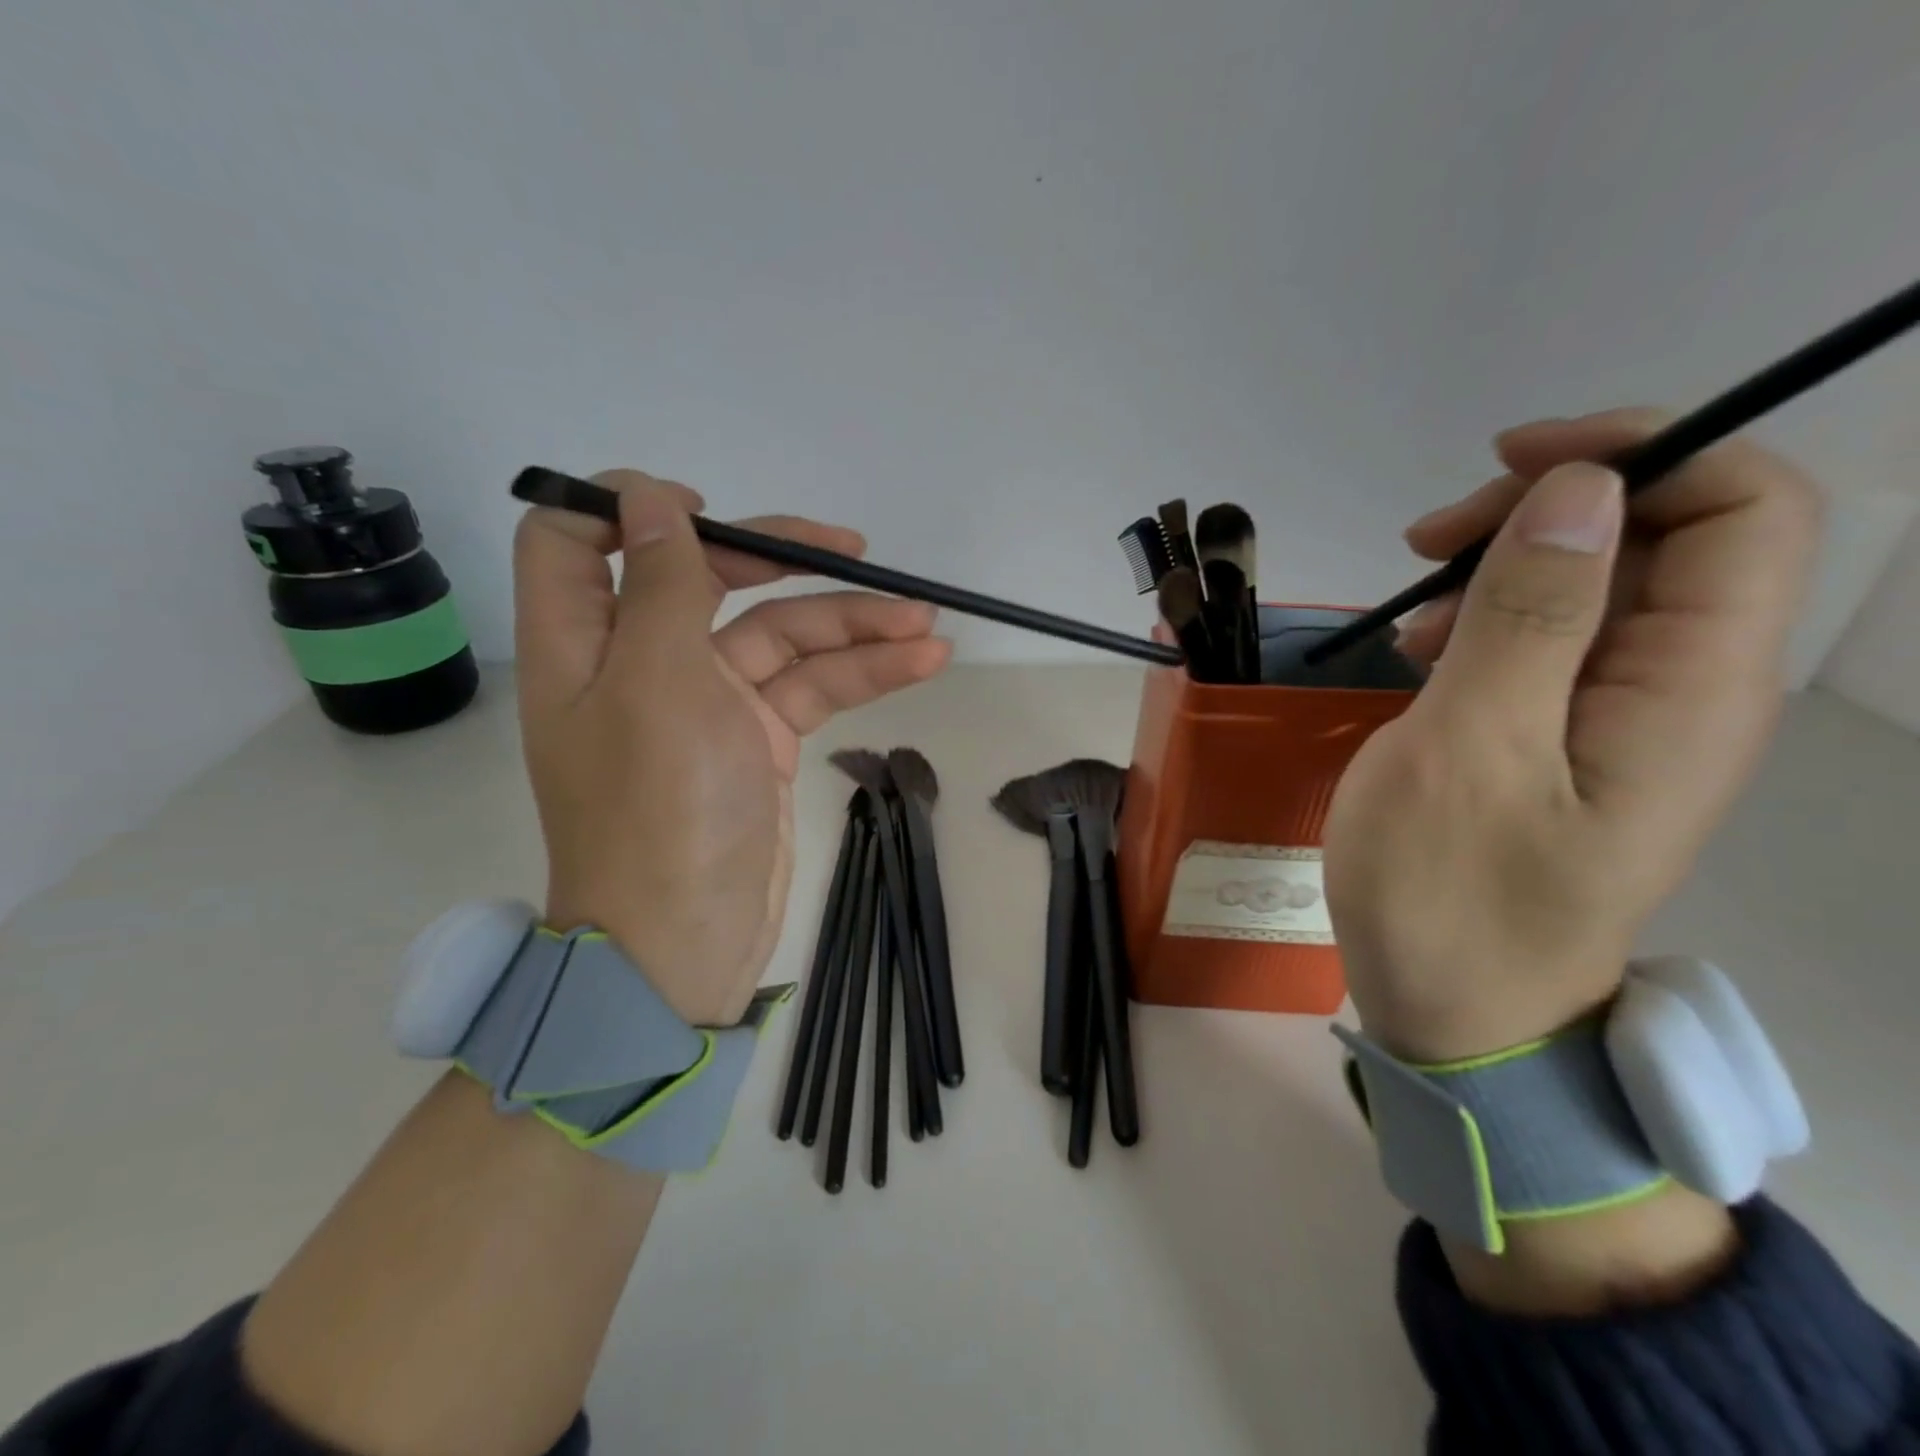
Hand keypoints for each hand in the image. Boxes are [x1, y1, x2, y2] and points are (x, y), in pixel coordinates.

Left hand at [514, 470, 950, 1025]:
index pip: (574, 541)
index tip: (701, 511)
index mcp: (586, 642)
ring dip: (852, 624)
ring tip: (926, 624)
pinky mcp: (759, 739)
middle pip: (708, 580)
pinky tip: (921, 661)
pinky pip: (811, 687)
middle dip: (783, 560)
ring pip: (780, 637)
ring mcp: (708, 702)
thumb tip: (649, 494)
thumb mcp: (657, 683)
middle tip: (857, 552)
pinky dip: (862, 672)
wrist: (687, 943)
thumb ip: (660, 585)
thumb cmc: (658, 811)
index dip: (628, 508)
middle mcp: (643, 662)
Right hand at [1325, 409, 1821, 1063]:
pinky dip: (1486, 621)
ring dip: (1503, 568)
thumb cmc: (1451, 891)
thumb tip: (1578, 493)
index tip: (1509, 465)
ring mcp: (1624, 718)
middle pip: (1667, 535)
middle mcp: (1683, 690)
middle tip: (1426, 543)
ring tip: (1408, 612)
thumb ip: (1529, 619)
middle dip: (1546, 510)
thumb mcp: (1470, 750)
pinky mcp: (1569, 739)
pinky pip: (1554, 642)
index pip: (1745, 507)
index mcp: (1690, 687)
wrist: (1455, 1008)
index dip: (1642, 452)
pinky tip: (1419, 653)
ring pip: (1600, 586)